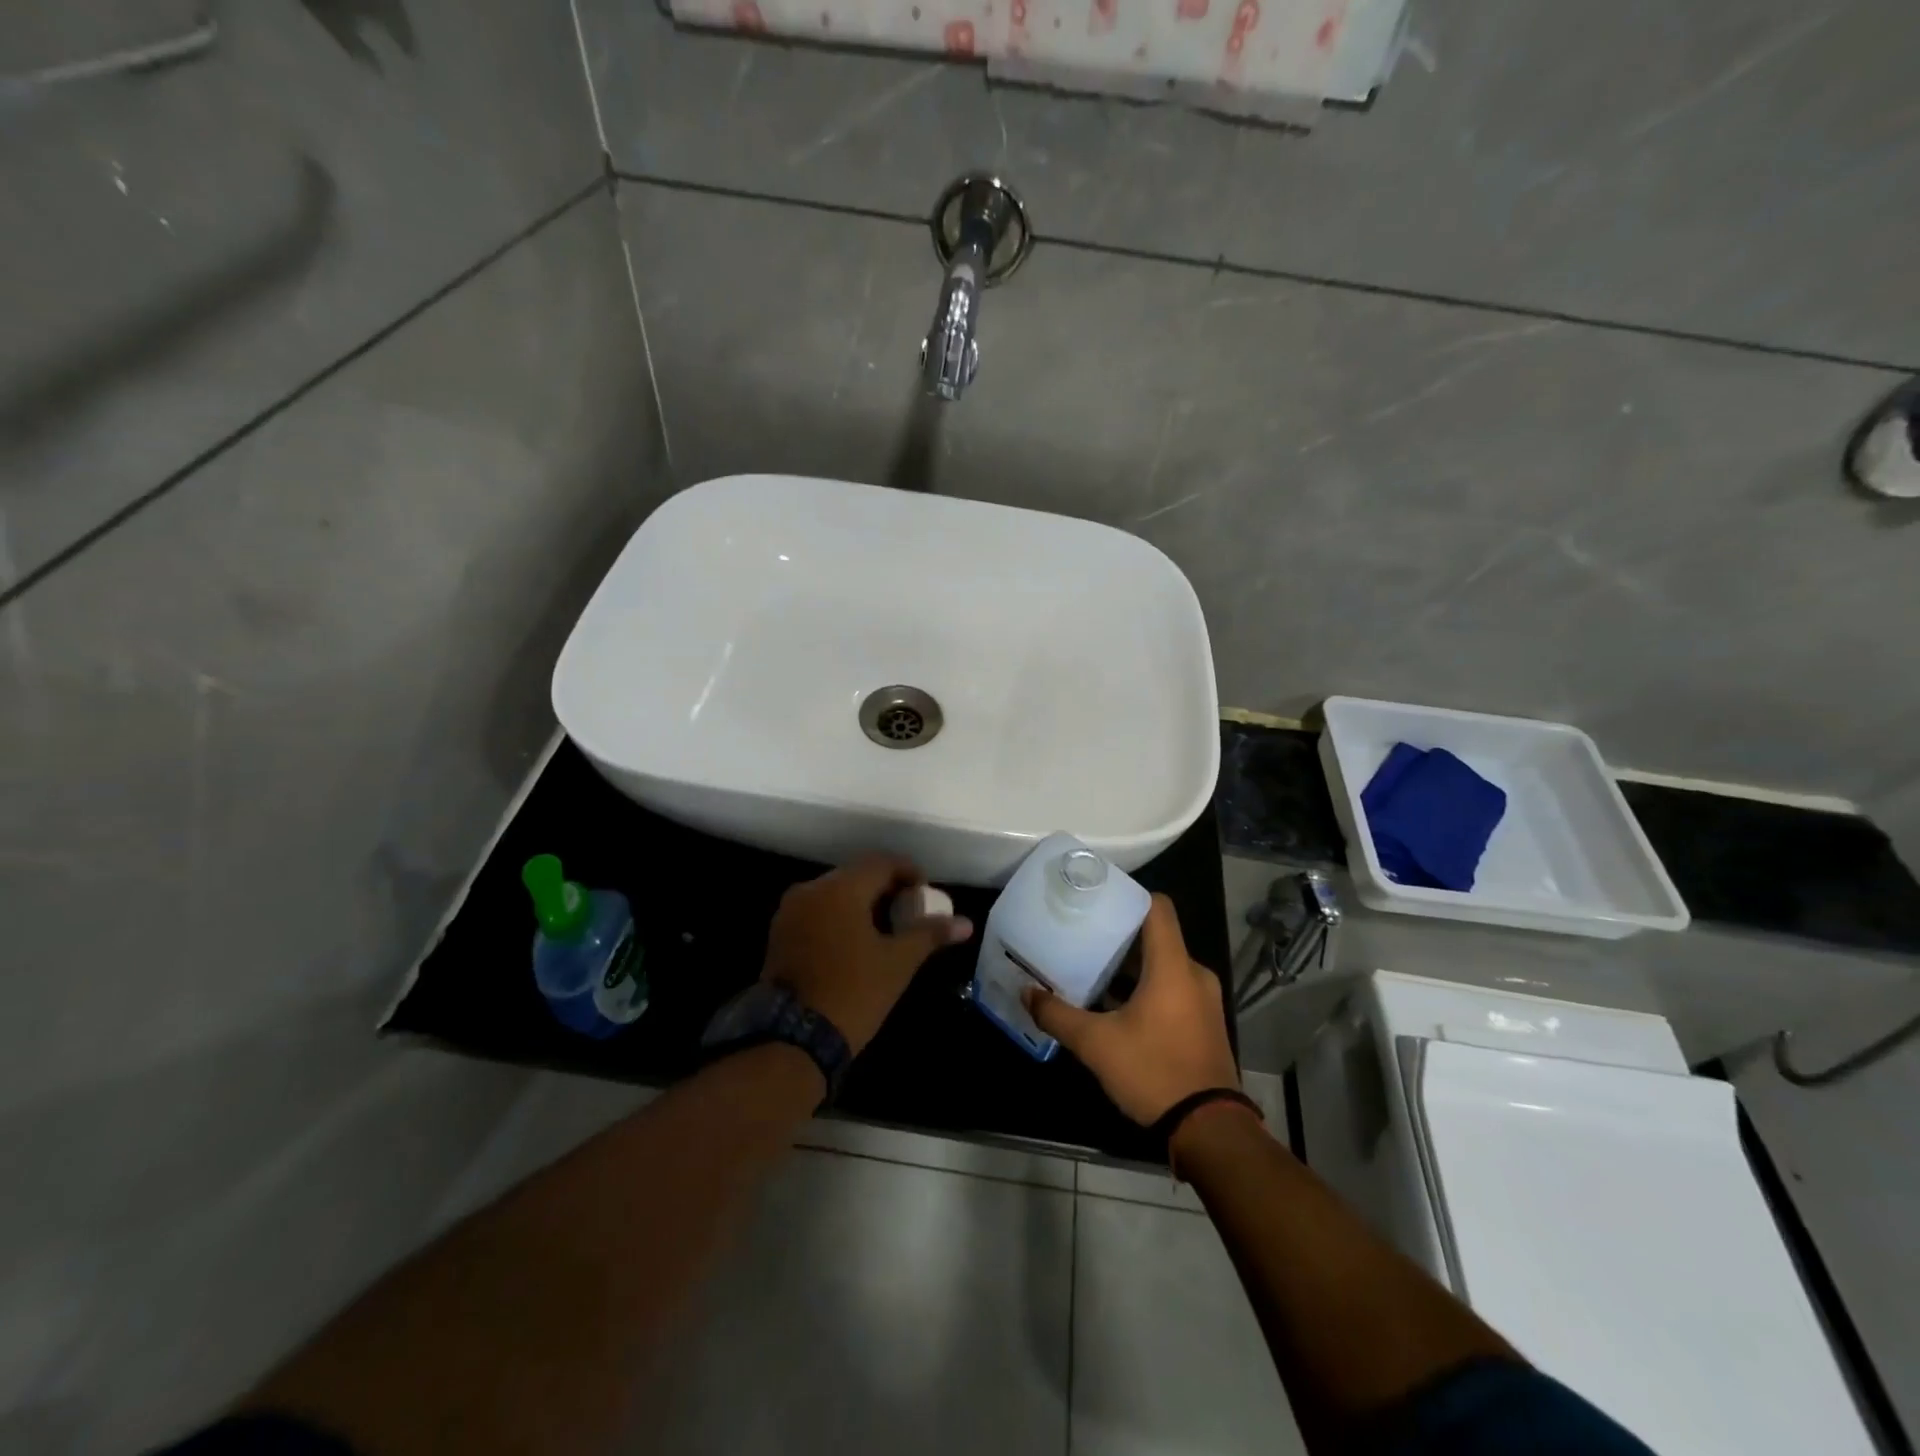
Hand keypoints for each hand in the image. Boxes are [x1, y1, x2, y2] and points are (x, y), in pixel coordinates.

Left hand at [763, 854, 973, 1054]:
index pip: (882, 862)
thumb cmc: (853, 992)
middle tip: (909, 913)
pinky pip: (817, 910)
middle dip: (885, 888)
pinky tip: (856, 942)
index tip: (925, 894)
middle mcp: (811, 889)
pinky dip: (839, 916)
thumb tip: (966, 924)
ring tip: (885, 930)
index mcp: (841, 888)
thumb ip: (930, 934)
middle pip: (856, 874)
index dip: (909, 872)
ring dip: (861, 903)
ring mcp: (790, 911)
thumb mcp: (898, 963)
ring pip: (835, 892)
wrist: (793, 1039)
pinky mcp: (779, 933)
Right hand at [1023, 895, 1238, 1124]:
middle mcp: (1193, 974)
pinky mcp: (1203, 1022)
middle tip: (1083, 933)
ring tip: (1092, 966)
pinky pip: (1173, 988)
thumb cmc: (1154, 1072)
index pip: (1157, 907)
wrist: (1210, 1131)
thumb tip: (1026, 993)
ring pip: (1164, 964)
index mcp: (1173, 966)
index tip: (1096, 897)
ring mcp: (1203, 999)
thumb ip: (1058, 1015)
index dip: (1128, 895)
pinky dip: (1146, 987)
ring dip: (1131, 965)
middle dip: (1120, 933)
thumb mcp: (1096, 1045)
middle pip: (1156, 935)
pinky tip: (1115, 1004)